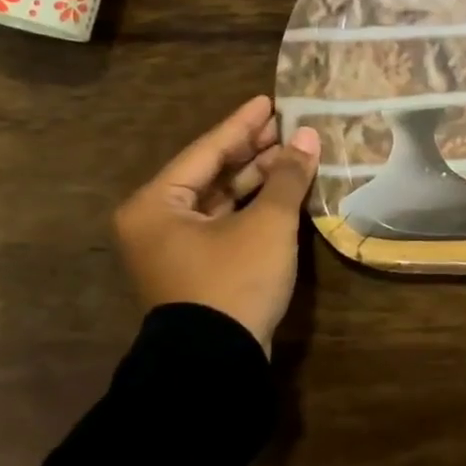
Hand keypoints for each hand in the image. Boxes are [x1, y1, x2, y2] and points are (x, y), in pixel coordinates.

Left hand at [113, 96, 320, 352]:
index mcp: (156, 204)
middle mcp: (157, 222)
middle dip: (251, 150)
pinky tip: (281, 191)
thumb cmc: (233, 282)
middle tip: (286, 126)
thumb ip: (286, 176)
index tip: (268, 101)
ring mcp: (175, 248)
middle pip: (210, 172)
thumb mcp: (266, 224)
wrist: (215, 363)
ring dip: (255, 178)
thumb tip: (308, 137)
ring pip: (219, 199)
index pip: (206, 150)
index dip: (242, 124)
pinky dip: (251, 206)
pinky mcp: (196, 268)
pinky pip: (224, 222)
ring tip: (292, 154)